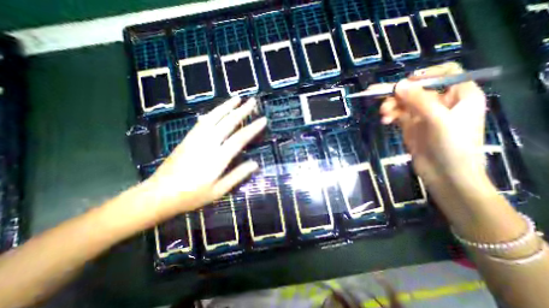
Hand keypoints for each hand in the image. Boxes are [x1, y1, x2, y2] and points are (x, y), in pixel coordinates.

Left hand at [141, 98, 266, 221]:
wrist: (158, 194)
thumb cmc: (191, 196)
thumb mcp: (218, 191)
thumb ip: (237, 176)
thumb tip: (255, 164)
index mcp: (217, 159)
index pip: (240, 138)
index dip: (253, 128)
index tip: (263, 119)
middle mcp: (207, 144)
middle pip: (228, 122)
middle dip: (242, 111)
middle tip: (253, 101)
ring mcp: (196, 138)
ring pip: (214, 117)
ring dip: (227, 106)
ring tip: (237, 98)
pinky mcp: (188, 138)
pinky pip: (203, 121)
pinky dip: (213, 112)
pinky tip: (219, 109)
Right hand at [378, 61, 488, 192]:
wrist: (444, 174)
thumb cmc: (452, 146)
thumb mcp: (438, 120)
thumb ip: (419, 100)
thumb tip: (399, 84)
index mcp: (459, 95)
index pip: (445, 74)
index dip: (425, 75)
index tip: (405, 83)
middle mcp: (441, 102)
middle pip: (416, 89)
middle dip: (398, 93)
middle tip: (377, 96)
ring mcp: (424, 115)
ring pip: (404, 102)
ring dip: (391, 106)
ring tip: (383, 114)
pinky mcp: (411, 125)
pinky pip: (398, 114)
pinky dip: (390, 115)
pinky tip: (385, 121)